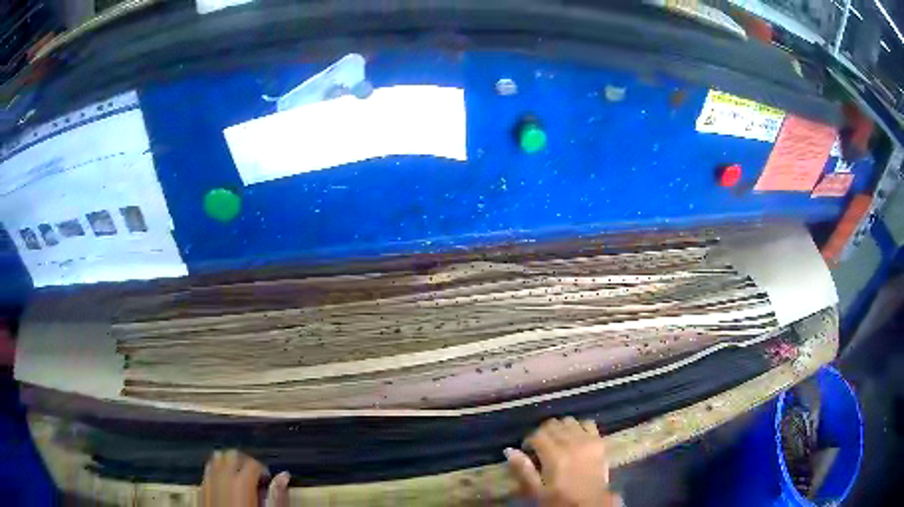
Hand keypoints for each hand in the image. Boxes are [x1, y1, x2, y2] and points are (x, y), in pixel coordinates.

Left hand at [200, 450, 290, 506]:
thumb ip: (277, 493)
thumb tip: (284, 476)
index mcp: (242, 480)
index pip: (253, 462)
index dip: (262, 468)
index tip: (266, 478)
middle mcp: (223, 475)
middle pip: (233, 454)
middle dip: (245, 461)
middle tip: (254, 474)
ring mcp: (209, 480)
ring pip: (217, 459)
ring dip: (228, 463)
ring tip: (237, 475)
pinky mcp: (201, 488)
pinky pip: (207, 471)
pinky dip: (216, 472)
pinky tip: (222, 482)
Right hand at [505, 418, 620, 506]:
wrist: (590, 504)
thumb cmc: (560, 500)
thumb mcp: (536, 490)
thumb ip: (523, 470)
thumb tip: (509, 450)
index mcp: (554, 455)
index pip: (536, 435)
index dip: (528, 441)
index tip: (527, 451)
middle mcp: (571, 442)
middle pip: (552, 424)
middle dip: (543, 433)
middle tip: (540, 448)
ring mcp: (587, 440)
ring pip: (569, 421)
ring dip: (561, 428)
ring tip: (558, 442)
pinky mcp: (599, 441)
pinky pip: (588, 423)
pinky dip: (580, 427)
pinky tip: (576, 438)